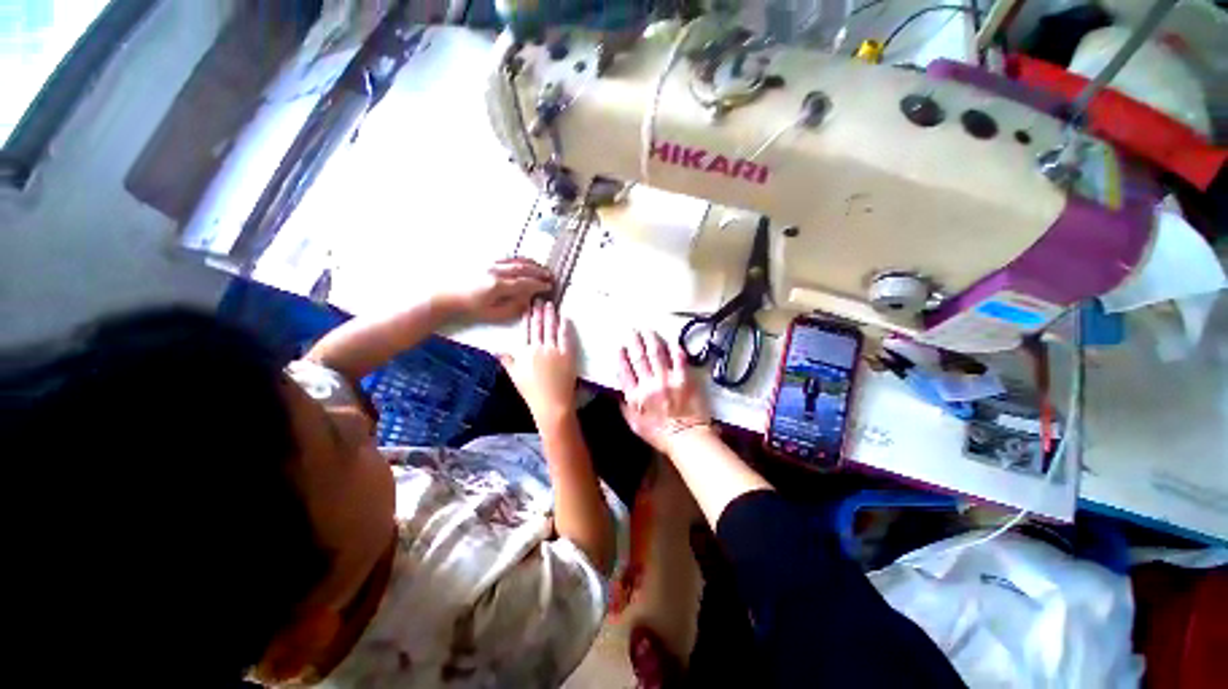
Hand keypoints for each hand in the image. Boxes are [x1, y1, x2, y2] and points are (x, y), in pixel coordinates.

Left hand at [442, 258, 552, 323]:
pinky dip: (519, 259)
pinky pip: (506, 256)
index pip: (524, 283)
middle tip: (550, 276)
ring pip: (515, 259)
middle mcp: (494, 270)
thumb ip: (513, 308)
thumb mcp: (493, 314)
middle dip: (539, 271)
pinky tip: (526, 263)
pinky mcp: (484, 259)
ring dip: (531, 263)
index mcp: (497, 285)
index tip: (548, 287)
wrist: (446, 295)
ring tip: (542, 268)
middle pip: (522, 268)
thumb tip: (528, 300)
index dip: (538, 285)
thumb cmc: (470, 308)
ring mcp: (489, 262)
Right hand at [499, 300, 577, 423]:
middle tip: (539, 299)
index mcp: (525, 353)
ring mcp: (553, 350)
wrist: (551, 403)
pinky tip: (564, 318)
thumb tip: (497, 350)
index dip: (527, 318)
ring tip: (550, 304)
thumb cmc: (532, 392)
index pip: (526, 331)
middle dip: (538, 311)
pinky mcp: (566, 354)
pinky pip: (564, 337)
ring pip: (551, 328)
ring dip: (550, 315)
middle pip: (538, 326)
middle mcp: (538, 348)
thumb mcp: (515, 377)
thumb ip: (507, 361)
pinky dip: (564, 326)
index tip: (528, 307)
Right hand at [617, 330, 711, 454]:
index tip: (620, 346)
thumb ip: (626, 408)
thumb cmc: (660, 434)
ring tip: (647, 330)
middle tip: (632, 331)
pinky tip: (671, 340)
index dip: (621, 357)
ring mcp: (667, 379)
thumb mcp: (635, 425)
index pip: (624, 371)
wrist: (686, 438)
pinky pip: (678, 359)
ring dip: (651, 339)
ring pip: (656, 354)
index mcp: (635, 396)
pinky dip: (674, 348)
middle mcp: (649, 384)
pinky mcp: (684, 378)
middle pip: (639, 358)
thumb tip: (619, 394)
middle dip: (634, 342)